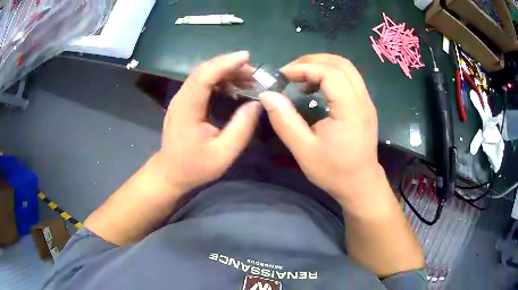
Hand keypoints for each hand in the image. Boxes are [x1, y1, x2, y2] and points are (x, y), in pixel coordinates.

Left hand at [157, 51, 261, 192]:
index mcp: (188, 109)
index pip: (205, 76)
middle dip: (229, 65)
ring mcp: (181, 99)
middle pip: (204, 71)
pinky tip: (233, 88)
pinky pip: (202, 83)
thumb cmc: (195, 166)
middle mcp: (181, 99)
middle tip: (253, 72)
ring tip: (248, 79)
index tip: (247, 57)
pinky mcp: (184, 103)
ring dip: (225, 72)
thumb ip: (242, 127)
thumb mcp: (224, 152)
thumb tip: (258, 103)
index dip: (226, 63)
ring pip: (203, 75)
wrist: (171, 173)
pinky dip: (219, 80)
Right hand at [260, 54, 381, 209]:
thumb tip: (267, 95)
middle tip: (291, 71)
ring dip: (322, 66)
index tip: (283, 76)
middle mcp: (363, 100)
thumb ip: (285, 121)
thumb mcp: (304, 150)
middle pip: (341, 63)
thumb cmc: (334, 171)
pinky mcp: (365, 106)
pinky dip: (331, 75)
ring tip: (301, 78)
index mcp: (350, 109)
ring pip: (347, 69)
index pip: (329, 73)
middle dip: (313, 61)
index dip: (304, 68)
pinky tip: (316, 89)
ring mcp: (367, 101)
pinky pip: (349, 79)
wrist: (361, 185)